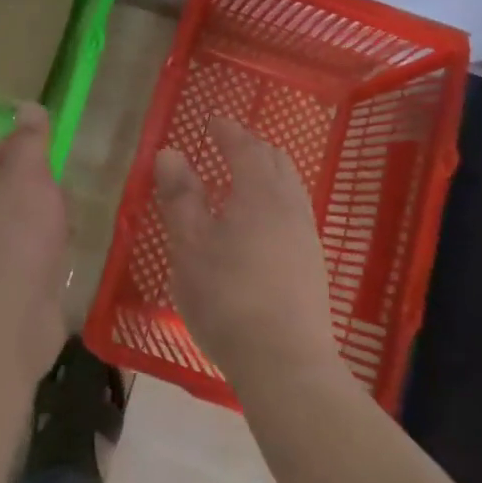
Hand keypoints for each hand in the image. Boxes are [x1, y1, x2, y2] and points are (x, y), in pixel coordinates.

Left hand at [0, 103, 69, 375]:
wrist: (7, 317)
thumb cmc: (18, 235)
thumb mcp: (28, 175)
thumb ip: (29, 140)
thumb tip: (25, 106)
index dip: (25, 145)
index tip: (56, 150)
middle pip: (7, 186)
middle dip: (39, 184)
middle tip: (70, 186)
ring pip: (18, 220)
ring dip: (44, 217)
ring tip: (75, 217)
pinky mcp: (2, 282)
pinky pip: (27, 253)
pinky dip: (45, 248)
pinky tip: (66, 252)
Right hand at [155, 118, 340, 385]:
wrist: (284, 361)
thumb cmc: (227, 296)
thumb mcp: (190, 244)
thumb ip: (180, 196)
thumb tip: (170, 152)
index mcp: (259, 192)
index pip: (245, 147)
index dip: (228, 131)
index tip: (213, 121)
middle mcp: (290, 205)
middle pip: (275, 161)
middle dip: (251, 146)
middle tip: (227, 145)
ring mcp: (306, 234)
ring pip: (289, 186)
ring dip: (266, 172)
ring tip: (241, 179)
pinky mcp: (312, 263)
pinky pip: (293, 210)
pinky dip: (274, 198)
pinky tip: (258, 222)